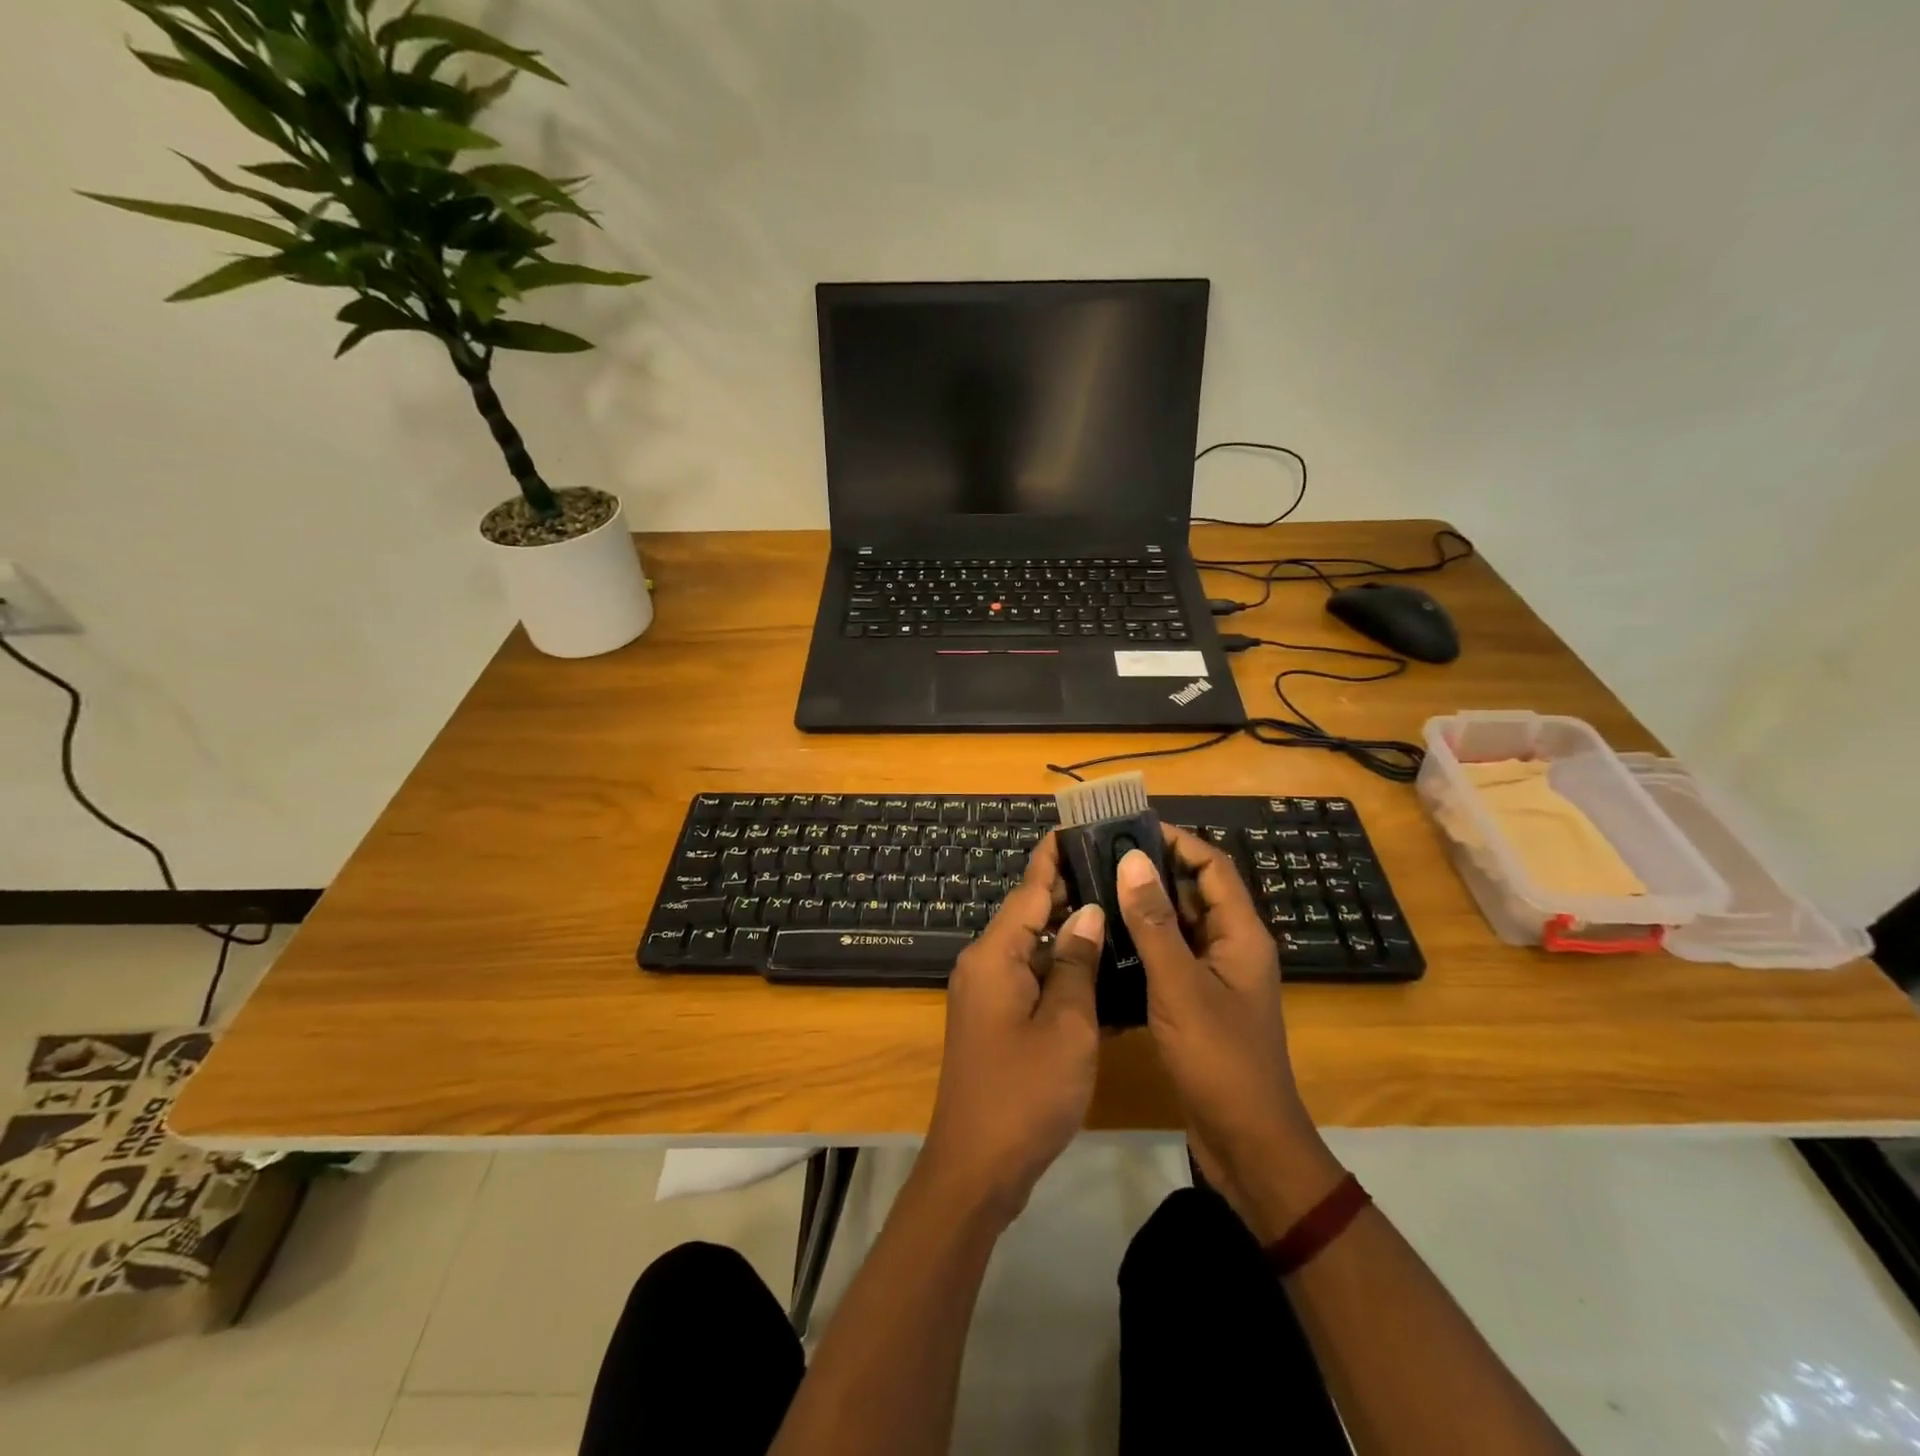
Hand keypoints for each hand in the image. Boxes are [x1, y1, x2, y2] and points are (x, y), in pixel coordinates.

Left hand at [920, 832, 1103, 1226]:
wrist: (977, 1168)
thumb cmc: (1025, 1093)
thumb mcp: (1066, 1026)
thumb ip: (1076, 964)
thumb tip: (1087, 912)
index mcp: (994, 956)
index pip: (1028, 890)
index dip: (1053, 857)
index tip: (1077, 825)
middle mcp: (984, 965)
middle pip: (1029, 914)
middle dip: (1068, 891)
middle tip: (1115, 868)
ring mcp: (987, 995)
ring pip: (1033, 948)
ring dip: (1069, 932)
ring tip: (1117, 907)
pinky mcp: (996, 1021)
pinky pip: (1031, 980)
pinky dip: (1061, 970)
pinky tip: (1098, 967)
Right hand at [1116, 830, 1343, 1238]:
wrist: (1246, 1142)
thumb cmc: (1218, 1059)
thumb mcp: (1180, 985)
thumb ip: (1155, 923)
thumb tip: (1132, 859)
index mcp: (1241, 934)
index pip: (1212, 866)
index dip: (1177, 841)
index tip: (1130, 827)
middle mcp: (1232, 947)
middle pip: (1195, 892)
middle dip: (1153, 871)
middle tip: (1100, 857)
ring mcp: (1216, 976)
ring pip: (1180, 926)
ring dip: (1145, 907)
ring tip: (1096, 890)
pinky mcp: (1198, 1002)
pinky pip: (1171, 957)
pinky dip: (1144, 943)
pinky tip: (1106, 942)